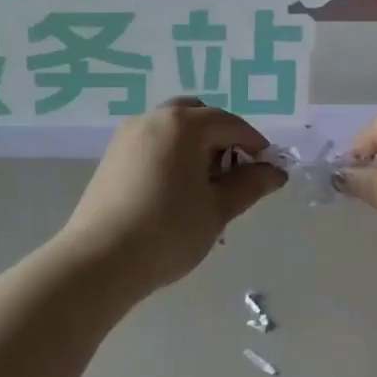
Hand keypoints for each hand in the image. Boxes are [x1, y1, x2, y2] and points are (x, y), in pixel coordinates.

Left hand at [58, 99, 286, 294]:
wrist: (100, 260)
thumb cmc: (169, 231)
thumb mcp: (218, 209)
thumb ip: (250, 184)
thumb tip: (276, 172)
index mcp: (184, 124)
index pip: (231, 124)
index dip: (255, 145)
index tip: (268, 172)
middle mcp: (154, 118)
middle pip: (198, 116)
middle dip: (222, 140)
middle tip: (233, 177)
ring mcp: (128, 136)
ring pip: (173, 129)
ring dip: (196, 147)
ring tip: (204, 188)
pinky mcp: (112, 157)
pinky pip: (153, 144)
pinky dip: (172, 155)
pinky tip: (175, 193)